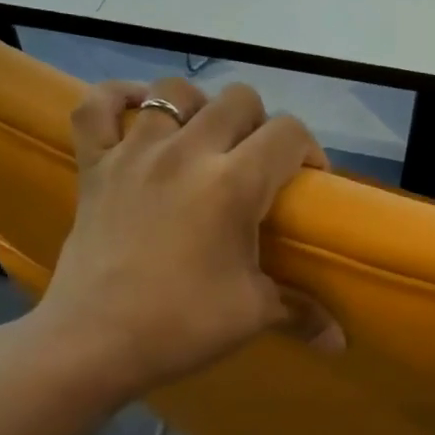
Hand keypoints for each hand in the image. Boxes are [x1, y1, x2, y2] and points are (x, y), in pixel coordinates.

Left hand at [0, 76, 341, 400]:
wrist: (93, 342)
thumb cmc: (181, 325)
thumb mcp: (252, 314)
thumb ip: (302, 313)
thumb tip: (340, 342)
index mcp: (234, 184)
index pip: (289, 134)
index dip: (308, 150)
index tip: (307, 180)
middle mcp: (187, 152)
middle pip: (238, 99)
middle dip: (259, 124)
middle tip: (257, 164)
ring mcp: (135, 153)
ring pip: (173, 91)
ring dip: (199, 107)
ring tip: (203, 139)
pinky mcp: (95, 165)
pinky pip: (96, 106)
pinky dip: (116, 99)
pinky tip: (136, 110)